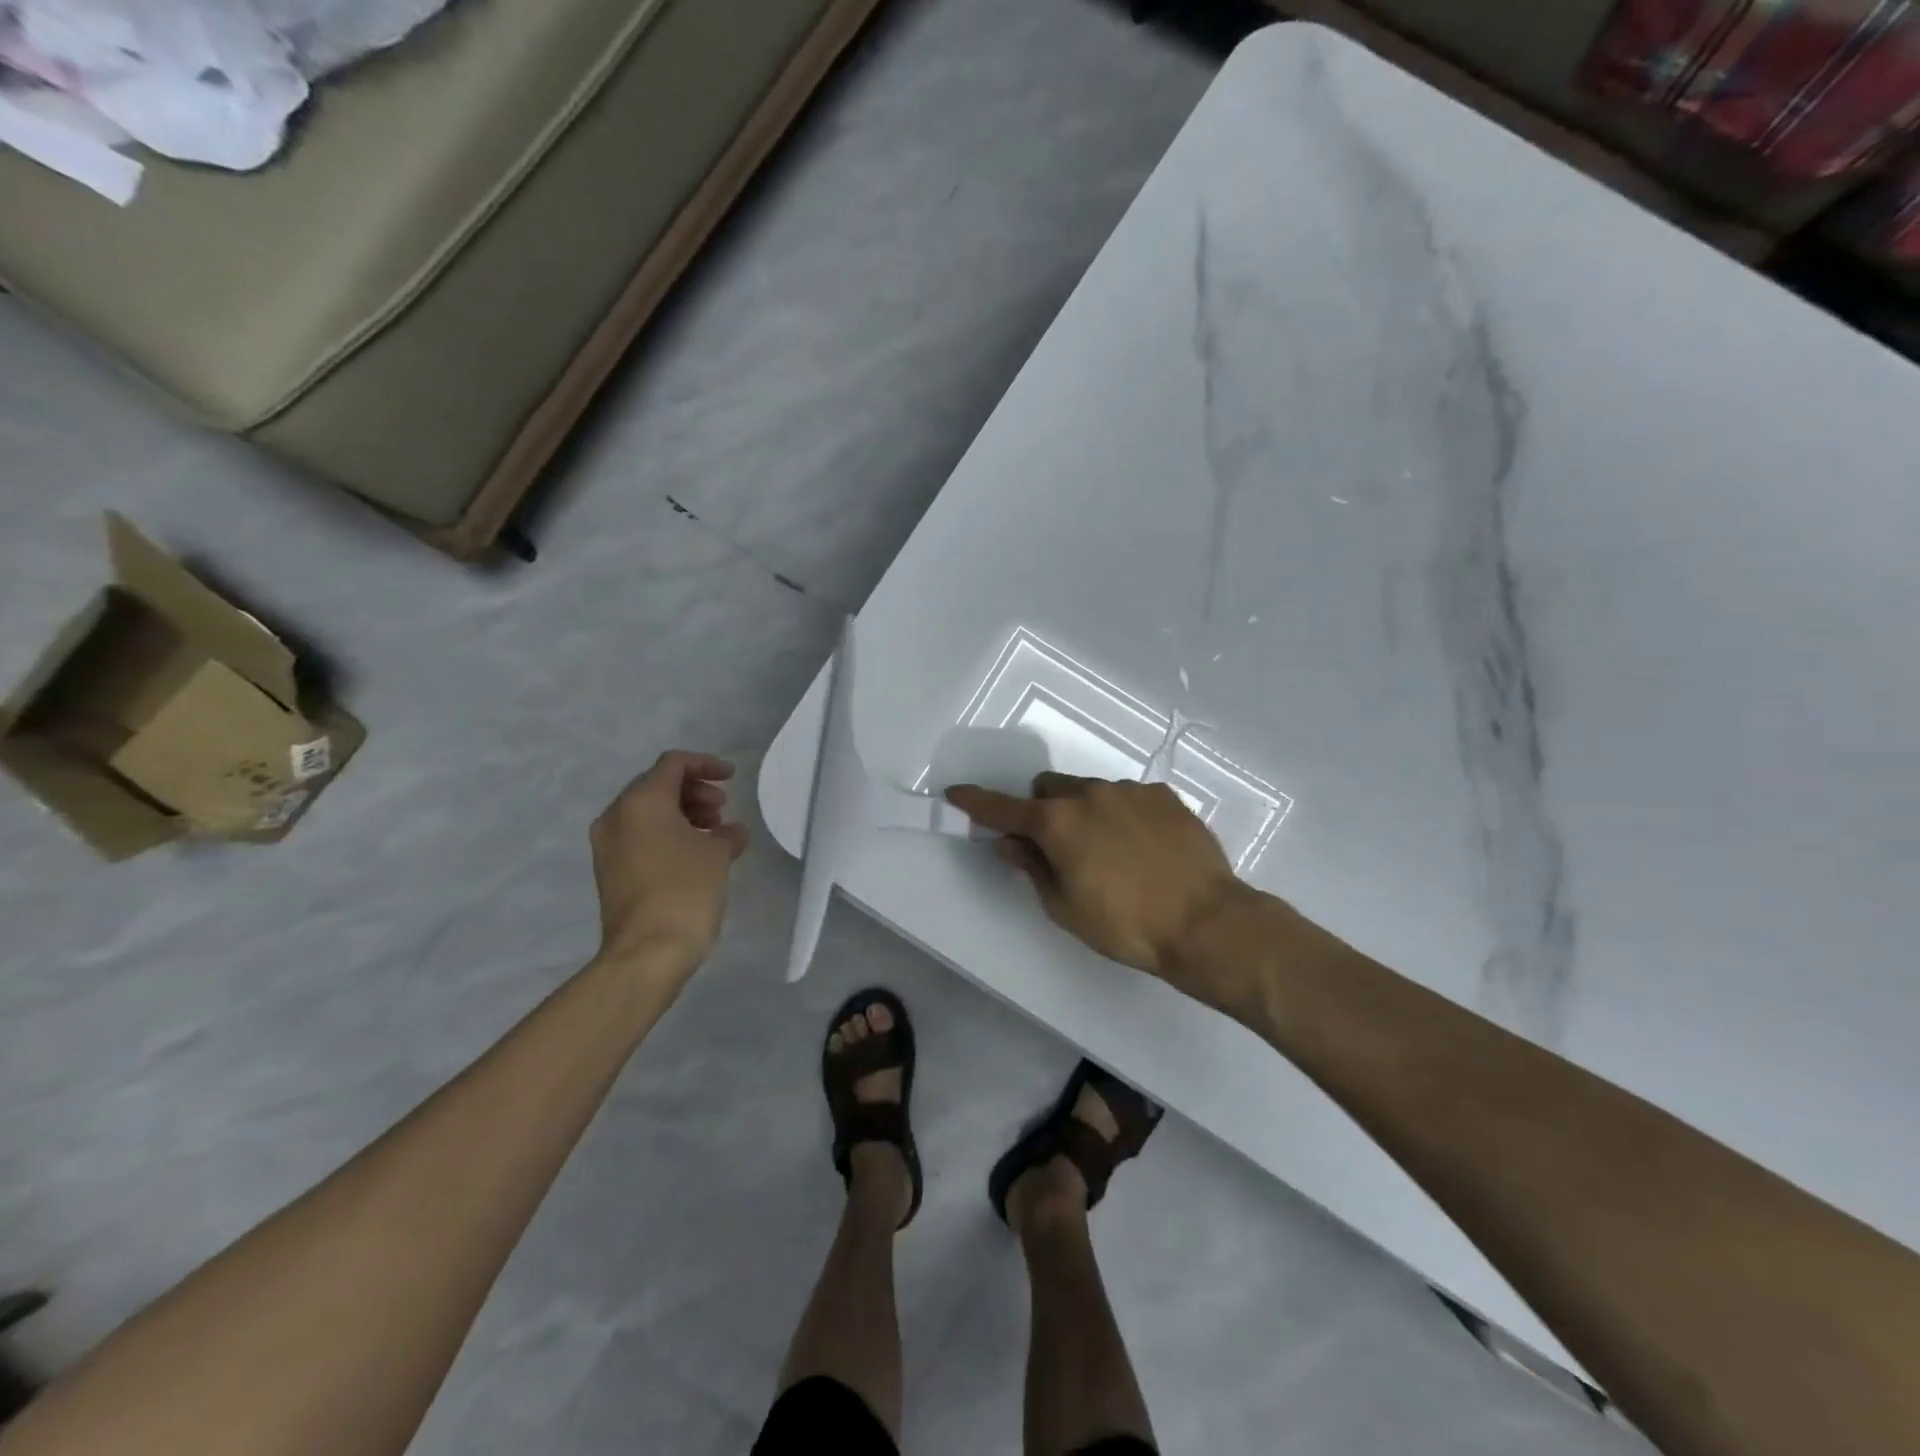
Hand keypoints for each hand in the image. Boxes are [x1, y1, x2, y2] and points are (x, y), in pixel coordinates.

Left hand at [590, 751, 750, 981]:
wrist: (647, 952)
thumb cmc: (685, 889)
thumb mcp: (717, 854)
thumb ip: (728, 833)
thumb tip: (733, 832)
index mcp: (641, 801)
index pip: (673, 764)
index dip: (706, 765)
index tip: (732, 778)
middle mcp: (617, 816)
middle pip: (657, 786)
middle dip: (694, 791)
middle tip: (723, 809)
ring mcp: (608, 846)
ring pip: (648, 813)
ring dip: (683, 814)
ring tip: (714, 833)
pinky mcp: (610, 871)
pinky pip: (640, 837)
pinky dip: (668, 835)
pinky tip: (695, 854)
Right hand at [947, 774, 1250, 1009]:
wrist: (1206, 922)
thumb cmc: (1125, 925)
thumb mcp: (1066, 907)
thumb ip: (1032, 868)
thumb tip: (1010, 843)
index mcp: (1058, 823)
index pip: (1004, 808)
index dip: (977, 803)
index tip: (957, 794)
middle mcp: (1090, 794)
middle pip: (1048, 789)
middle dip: (1043, 811)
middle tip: (1058, 848)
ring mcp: (1130, 791)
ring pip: (1090, 790)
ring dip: (1085, 812)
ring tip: (1112, 854)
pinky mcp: (1164, 796)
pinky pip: (1128, 796)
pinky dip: (1121, 815)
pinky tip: (1144, 848)